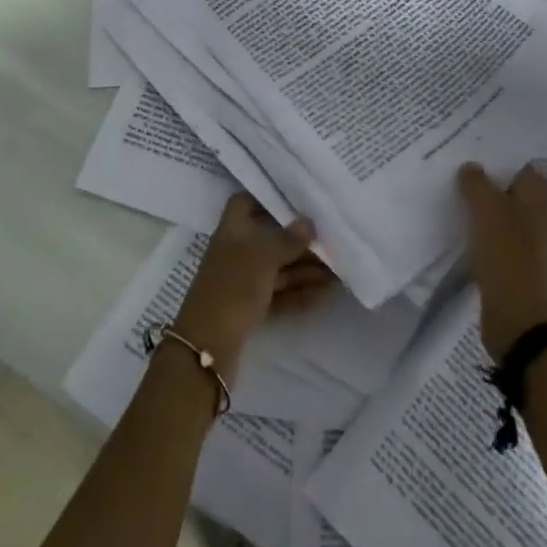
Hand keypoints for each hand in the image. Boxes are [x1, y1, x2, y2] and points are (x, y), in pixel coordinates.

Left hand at [172, 194, 335, 375]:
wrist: (207, 350)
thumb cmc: (232, 290)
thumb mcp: (262, 259)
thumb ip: (287, 240)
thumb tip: (308, 221)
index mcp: (232, 231)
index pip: (245, 202)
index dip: (267, 197)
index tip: (298, 196)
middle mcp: (237, 252)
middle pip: (270, 238)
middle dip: (300, 239)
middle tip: (333, 238)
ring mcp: (243, 281)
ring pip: (279, 267)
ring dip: (306, 268)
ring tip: (339, 269)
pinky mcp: (251, 307)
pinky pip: (280, 293)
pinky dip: (300, 292)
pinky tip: (326, 293)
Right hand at [458, 162, 546, 360]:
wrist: (517, 317)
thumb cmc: (506, 254)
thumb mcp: (487, 210)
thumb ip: (477, 183)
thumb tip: (471, 167)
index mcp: (540, 198)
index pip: (528, 165)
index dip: (507, 155)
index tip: (480, 146)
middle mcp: (542, 216)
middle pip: (517, 188)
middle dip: (494, 178)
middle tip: (463, 167)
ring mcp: (533, 243)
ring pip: (508, 213)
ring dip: (488, 205)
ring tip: (459, 194)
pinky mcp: (520, 265)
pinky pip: (501, 237)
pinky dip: (486, 230)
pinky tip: (466, 229)